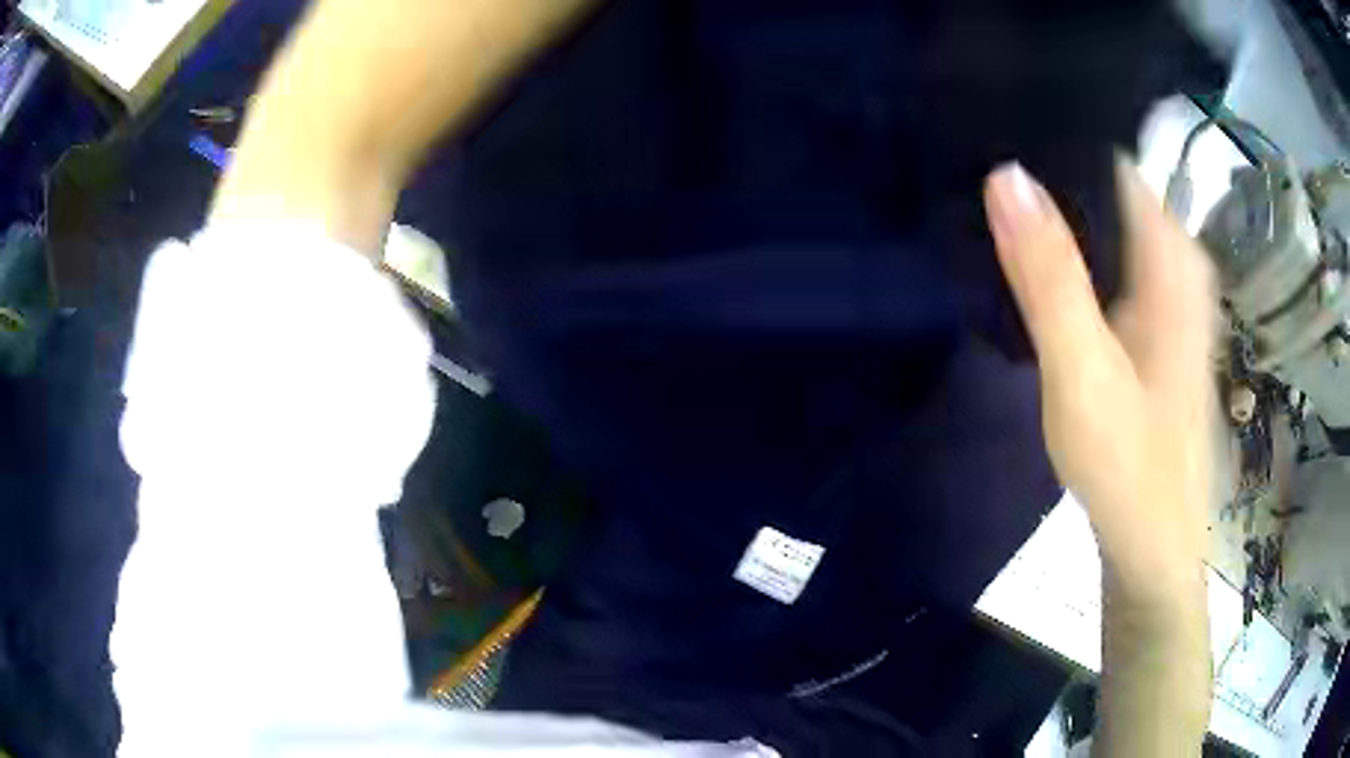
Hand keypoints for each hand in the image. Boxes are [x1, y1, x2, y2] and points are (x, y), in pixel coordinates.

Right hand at [983, 160, 1217, 600]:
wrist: (1154, 544)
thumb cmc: (1128, 467)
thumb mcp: (1083, 372)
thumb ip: (1048, 275)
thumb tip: (1004, 173)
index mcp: (1171, 256)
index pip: (1109, 156)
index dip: (1053, 140)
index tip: (992, 134)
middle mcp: (1177, 260)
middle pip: (1106, 187)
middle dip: (1050, 177)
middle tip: (982, 178)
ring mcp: (1169, 291)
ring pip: (1107, 224)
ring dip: (1059, 218)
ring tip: (997, 209)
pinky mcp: (1156, 320)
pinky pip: (1111, 259)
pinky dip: (1075, 253)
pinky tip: (1038, 264)